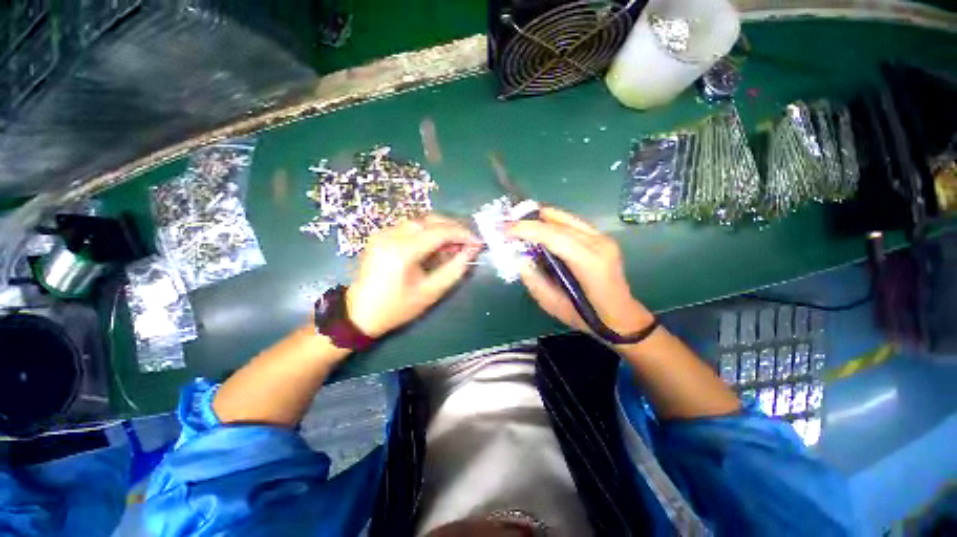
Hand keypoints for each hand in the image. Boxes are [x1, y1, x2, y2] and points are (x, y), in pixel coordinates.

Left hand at [346, 215, 481, 337]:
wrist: (359, 314)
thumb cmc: (397, 308)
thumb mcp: (431, 292)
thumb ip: (455, 269)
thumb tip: (472, 250)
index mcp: (402, 251)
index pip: (439, 232)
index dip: (462, 234)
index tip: (477, 242)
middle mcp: (390, 235)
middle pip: (430, 220)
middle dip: (453, 227)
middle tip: (468, 241)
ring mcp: (383, 233)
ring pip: (420, 220)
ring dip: (441, 228)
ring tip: (454, 244)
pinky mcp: (380, 235)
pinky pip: (410, 226)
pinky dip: (427, 231)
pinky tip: (435, 245)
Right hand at [508, 207, 652, 334]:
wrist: (621, 316)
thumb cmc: (588, 317)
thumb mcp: (554, 305)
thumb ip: (534, 281)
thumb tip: (520, 259)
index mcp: (590, 263)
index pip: (554, 235)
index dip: (527, 229)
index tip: (504, 229)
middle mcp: (599, 243)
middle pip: (558, 220)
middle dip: (529, 220)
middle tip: (507, 226)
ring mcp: (602, 237)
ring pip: (564, 217)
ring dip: (539, 219)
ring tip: (519, 227)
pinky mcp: (601, 237)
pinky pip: (570, 222)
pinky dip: (550, 223)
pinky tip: (538, 231)